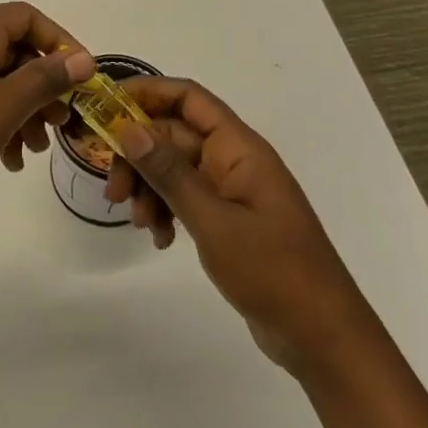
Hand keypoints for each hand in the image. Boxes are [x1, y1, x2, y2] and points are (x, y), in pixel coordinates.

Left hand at [0, 2, 94, 233]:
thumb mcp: (3, 106)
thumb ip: (45, 81)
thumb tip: (82, 59)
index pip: (26, 17)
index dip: (58, 40)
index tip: (80, 75)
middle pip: (15, 53)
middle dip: (45, 87)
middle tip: (64, 120)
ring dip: (25, 113)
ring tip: (38, 148)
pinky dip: (0, 129)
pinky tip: (11, 162)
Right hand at [104, 79, 366, 374]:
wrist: (321, 336)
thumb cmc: (272, 270)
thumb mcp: (212, 220)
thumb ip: (169, 172)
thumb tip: (128, 128)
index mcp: (238, 146)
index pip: (188, 97)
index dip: (147, 92)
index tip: (106, 105)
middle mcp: (234, 158)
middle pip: (173, 135)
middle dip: (139, 156)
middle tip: (114, 190)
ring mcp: (231, 189)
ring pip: (175, 168)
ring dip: (150, 188)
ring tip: (139, 223)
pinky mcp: (228, 218)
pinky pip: (186, 198)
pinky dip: (166, 210)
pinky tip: (160, 239)